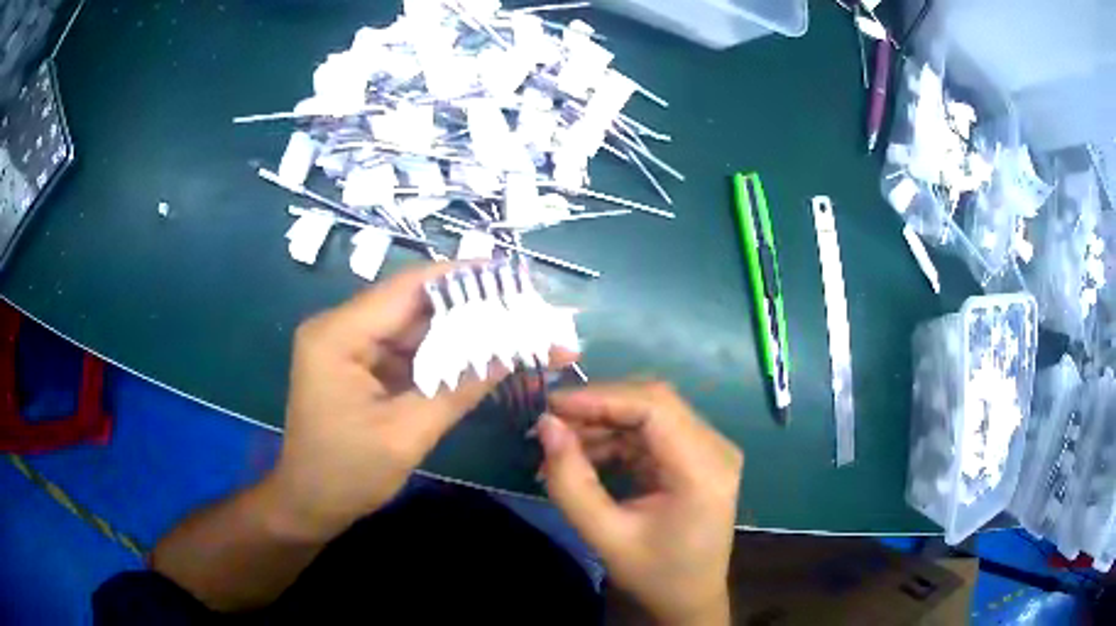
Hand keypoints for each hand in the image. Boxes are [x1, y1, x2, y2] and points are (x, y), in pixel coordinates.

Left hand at [270, 262, 504, 539]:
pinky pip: (399, 349)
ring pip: (406, 326)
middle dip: (460, 306)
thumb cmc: (348, 473)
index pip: (403, 290)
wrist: (309, 504)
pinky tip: (470, 355)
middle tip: (513, 305)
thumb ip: (457, 391)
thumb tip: (509, 354)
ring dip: (450, 331)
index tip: (505, 273)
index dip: (456, 277)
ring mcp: (344, 346)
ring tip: (502, 327)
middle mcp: (337, 328)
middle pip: (406, 305)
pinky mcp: (354, 364)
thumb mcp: (406, 435)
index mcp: (337, 336)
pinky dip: (434, 354)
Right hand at [537, 382, 742, 625]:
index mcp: (704, 470)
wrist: (691, 599)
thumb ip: (571, 483)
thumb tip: (547, 426)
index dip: (601, 398)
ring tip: (560, 446)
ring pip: (651, 413)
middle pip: (655, 403)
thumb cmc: (655, 575)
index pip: (655, 407)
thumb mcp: (605, 536)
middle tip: (551, 424)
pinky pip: (653, 433)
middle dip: (599, 407)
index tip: (552, 406)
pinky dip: (617, 439)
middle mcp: (716, 448)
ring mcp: (710, 450)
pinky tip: (586, 457)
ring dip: (604, 423)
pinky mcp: (698, 457)